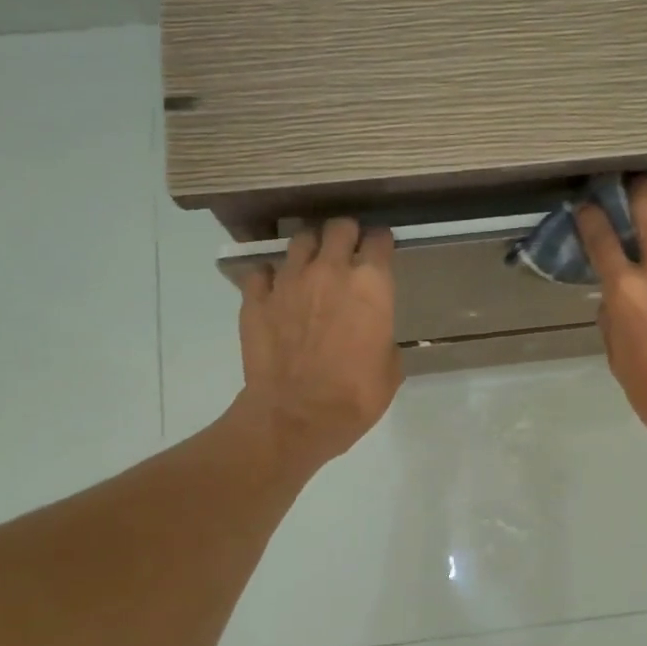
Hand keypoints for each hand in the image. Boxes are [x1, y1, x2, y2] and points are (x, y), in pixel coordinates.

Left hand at [235, 218, 401, 471]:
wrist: (296, 417)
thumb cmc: (355, 396)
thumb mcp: (390, 368)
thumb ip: (382, 335)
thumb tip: (374, 333)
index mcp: (371, 285)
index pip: (379, 241)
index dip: (382, 243)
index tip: (382, 251)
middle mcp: (330, 270)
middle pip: (339, 228)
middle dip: (346, 235)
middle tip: (348, 251)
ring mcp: (289, 281)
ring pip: (300, 240)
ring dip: (310, 249)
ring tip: (312, 265)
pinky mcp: (256, 298)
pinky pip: (262, 273)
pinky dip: (271, 278)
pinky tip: (276, 291)